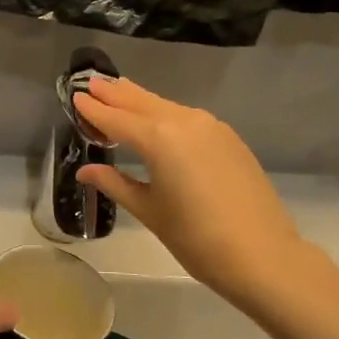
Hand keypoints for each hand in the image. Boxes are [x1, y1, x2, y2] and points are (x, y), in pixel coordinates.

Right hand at [75, 76, 304, 303]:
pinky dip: (165, 113)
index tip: (75, 97)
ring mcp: (211, 126)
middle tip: (92, 83)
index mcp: (159, 138)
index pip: (116, 118)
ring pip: (166, 106)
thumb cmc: (196, 238)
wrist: (263, 255)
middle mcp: (184, 121)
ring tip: (119, 91)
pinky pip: (187, 118)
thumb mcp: (150, 211)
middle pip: (141, 102)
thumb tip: (86, 170)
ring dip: (141, 100)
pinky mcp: (228, 138)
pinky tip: (158, 120)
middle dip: (115, 94)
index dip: (94, 110)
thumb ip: (116, 183)